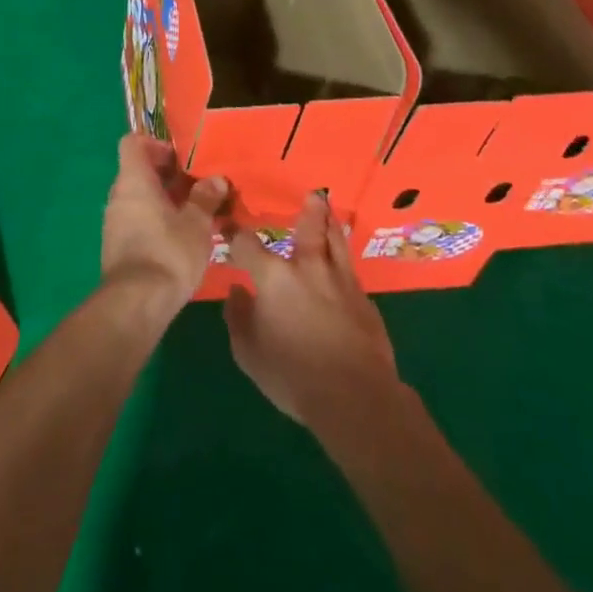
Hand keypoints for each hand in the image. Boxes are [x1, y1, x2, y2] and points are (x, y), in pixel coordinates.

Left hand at [101, 135, 228, 308]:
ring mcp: (114, 221)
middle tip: (196, 187)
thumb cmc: (168, 251)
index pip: (133, 143)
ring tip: (194, 214)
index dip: (155, 144)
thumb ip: (205, 198)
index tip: (179, 159)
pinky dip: (155, 220)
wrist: (137, 303)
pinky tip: (180, 238)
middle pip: (138, 171)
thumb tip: (216, 180)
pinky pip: (136, 220)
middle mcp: (118, 195)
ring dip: (164, 201)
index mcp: (133, 180)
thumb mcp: (196, 223)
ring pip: (139, 198)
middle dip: (167, 176)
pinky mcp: (117, 245)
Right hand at [224, 192, 400, 428]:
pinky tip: (344, 264)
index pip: (247, 244)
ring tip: (330, 210)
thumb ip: (238, 317)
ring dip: (331, 224)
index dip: (234, 232)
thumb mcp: (249, 352)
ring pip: (336, 242)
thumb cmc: (292, 374)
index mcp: (273, 277)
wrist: (355, 397)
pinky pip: (351, 271)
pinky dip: (344, 259)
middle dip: (308, 210)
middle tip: (312, 194)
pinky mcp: (365, 301)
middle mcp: (307, 268)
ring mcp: (340, 282)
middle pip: (308, 229)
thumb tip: (237, 290)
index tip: (227, 223)